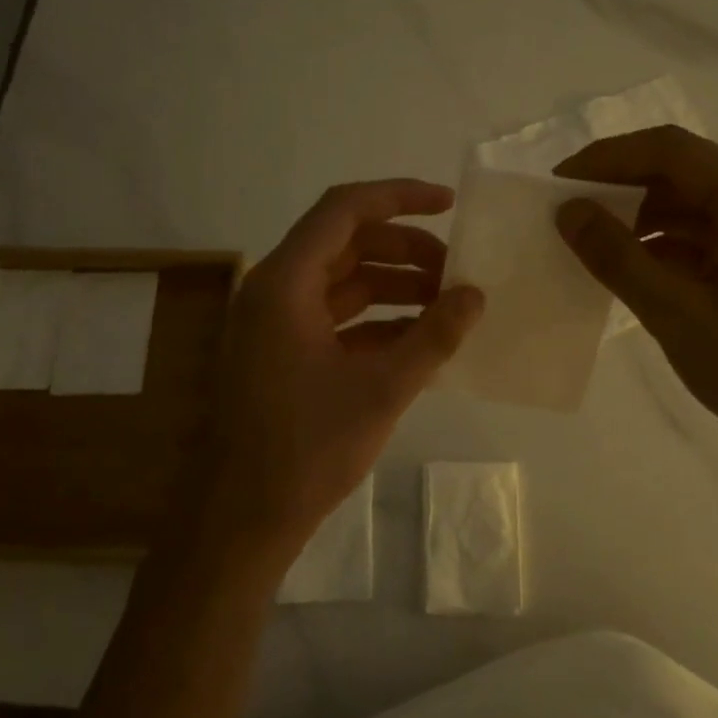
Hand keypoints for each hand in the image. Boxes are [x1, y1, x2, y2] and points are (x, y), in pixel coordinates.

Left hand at [209, 180, 483, 559]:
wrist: (241, 520)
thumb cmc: (307, 449)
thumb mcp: (383, 389)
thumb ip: (434, 336)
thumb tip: (476, 295)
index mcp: (285, 283)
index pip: (344, 210)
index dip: (399, 197)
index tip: (449, 205)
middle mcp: (273, 291)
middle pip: (345, 244)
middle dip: (405, 250)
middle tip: (456, 271)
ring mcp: (274, 325)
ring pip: (342, 283)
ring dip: (394, 286)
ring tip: (446, 305)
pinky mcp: (281, 356)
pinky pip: (335, 319)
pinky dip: (376, 321)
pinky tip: (419, 340)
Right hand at [554, 126, 717, 479]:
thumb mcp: (675, 313)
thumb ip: (616, 257)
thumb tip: (567, 211)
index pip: (668, 151)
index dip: (606, 159)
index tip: (556, 183)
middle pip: (680, 171)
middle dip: (619, 187)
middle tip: (566, 212)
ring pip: (688, 202)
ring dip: (638, 217)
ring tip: (588, 241)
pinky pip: (701, 233)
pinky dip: (661, 244)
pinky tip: (626, 266)